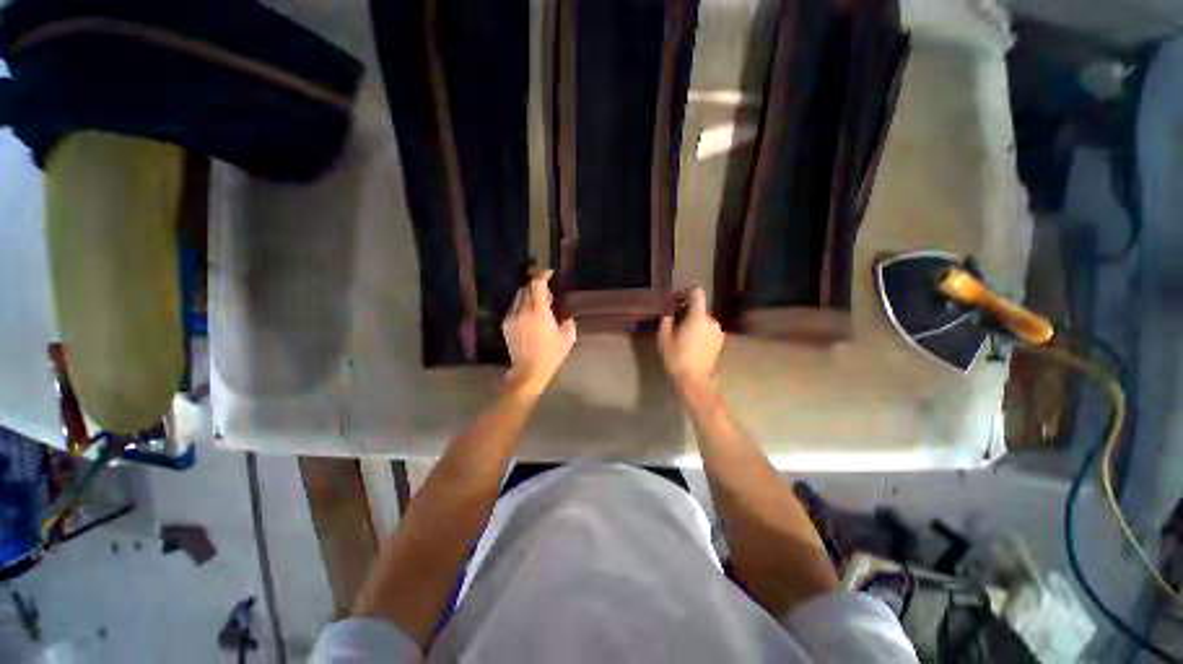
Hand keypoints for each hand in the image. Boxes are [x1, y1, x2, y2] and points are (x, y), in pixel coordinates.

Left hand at [502, 270, 576, 395]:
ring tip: (538, 306)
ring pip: (519, 298)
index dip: (543, 275)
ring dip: (529, 296)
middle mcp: (523, 311)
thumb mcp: (567, 339)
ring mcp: (512, 317)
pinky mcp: (506, 325)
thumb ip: (568, 324)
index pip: (537, 285)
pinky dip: (522, 306)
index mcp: (539, 311)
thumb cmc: (550, 355)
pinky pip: (514, 308)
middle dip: (537, 286)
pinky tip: (529, 317)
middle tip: (548, 294)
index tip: (550, 273)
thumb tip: (567, 318)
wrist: (528, 371)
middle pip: (527, 288)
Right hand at [658, 287, 724, 388]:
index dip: (686, 293)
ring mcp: (718, 333)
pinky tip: (691, 346)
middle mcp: (712, 321)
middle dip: (687, 313)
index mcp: (698, 316)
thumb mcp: (664, 338)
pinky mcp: (720, 343)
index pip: (697, 293)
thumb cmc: (677, 358)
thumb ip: (666, 320)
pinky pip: (708, 332)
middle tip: (674, 323)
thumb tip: (669, 312)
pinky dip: (700, 334)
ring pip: (703, 321)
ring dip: (694, 324)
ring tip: (682, 337)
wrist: (695, 381)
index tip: (676, 301)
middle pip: (699, 309)